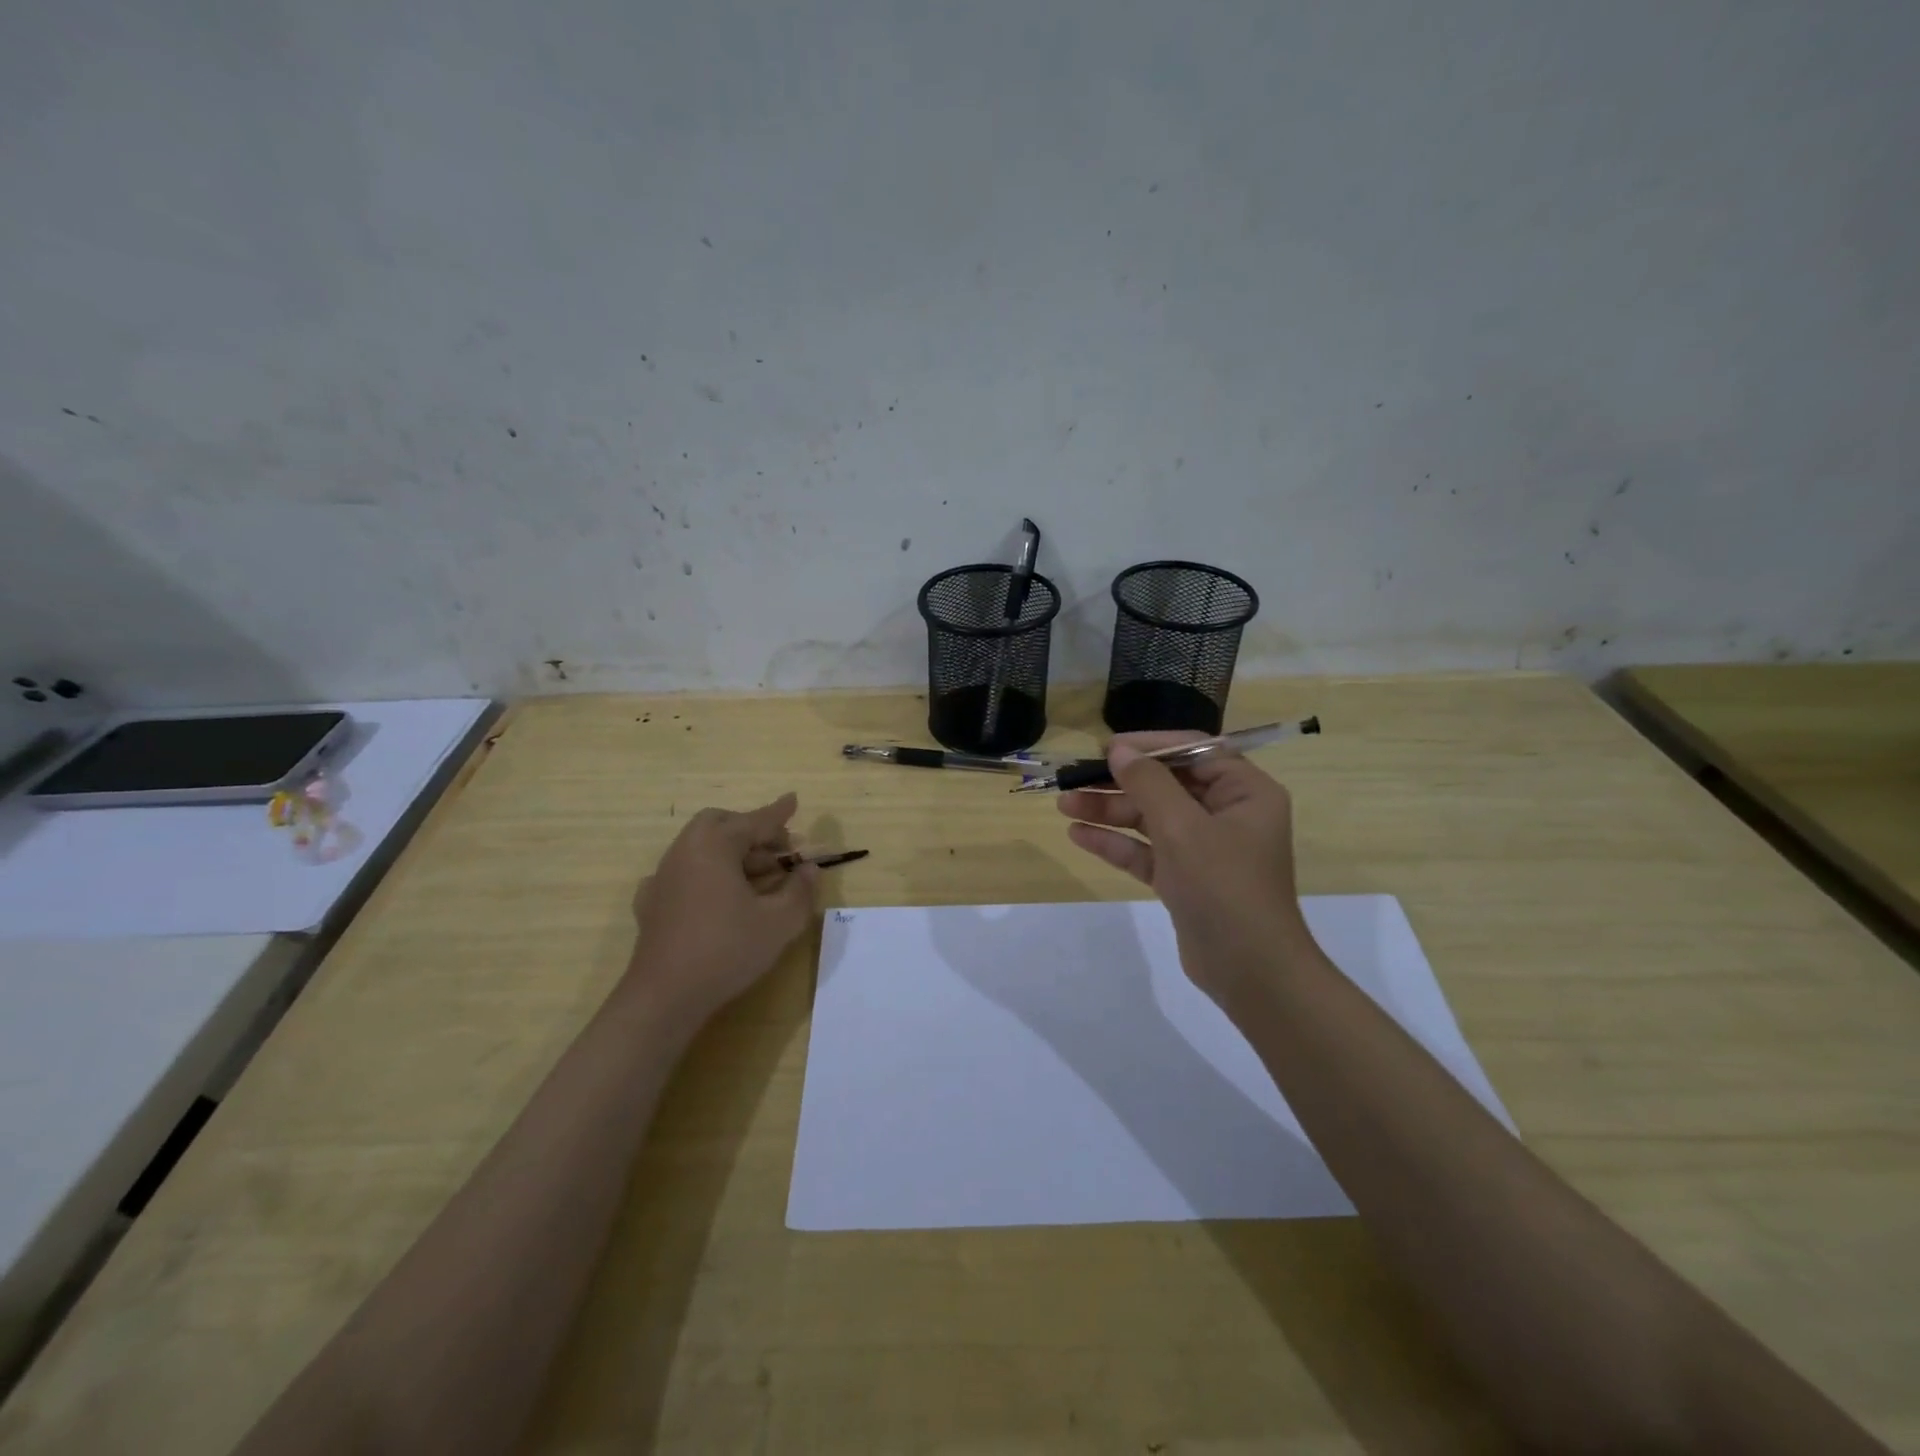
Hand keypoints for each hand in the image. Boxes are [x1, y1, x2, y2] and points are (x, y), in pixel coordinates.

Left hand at [626, 793, 819, 1030]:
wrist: (664, 996)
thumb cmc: (726, 950)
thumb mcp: (779, 922)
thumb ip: (800, 890)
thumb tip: (810, 869)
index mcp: (714, 846)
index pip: (754, 821)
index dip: (778, 813)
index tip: (794, 799)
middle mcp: (684, 851)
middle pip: (719, 824)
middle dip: (751, 830)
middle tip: (778, 848)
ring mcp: (663, 876)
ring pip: (700, 847)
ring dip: (731, 853)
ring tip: (759, 877)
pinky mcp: (653, 903)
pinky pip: (684, 873)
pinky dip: (706, 873)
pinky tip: (717, 895)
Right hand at [1058, 735, 1313, 1011]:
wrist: (1250, 971)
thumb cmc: (1224, 886)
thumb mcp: (1183, 827)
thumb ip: (1148, 783)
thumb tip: (1118, 750)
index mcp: (1245, 792)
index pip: (1195, 749)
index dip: (1150, 745)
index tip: (1108, 748)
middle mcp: (1227, 814)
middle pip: (1167, 784)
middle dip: (1120, 783)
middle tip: (1074, 779)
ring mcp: (1205, 848)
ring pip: (1151, 818)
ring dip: (1110, 811)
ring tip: (1064, 805)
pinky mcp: (1185, 878)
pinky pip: (1147, 850)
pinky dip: (1117, 843)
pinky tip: (1079, 835)